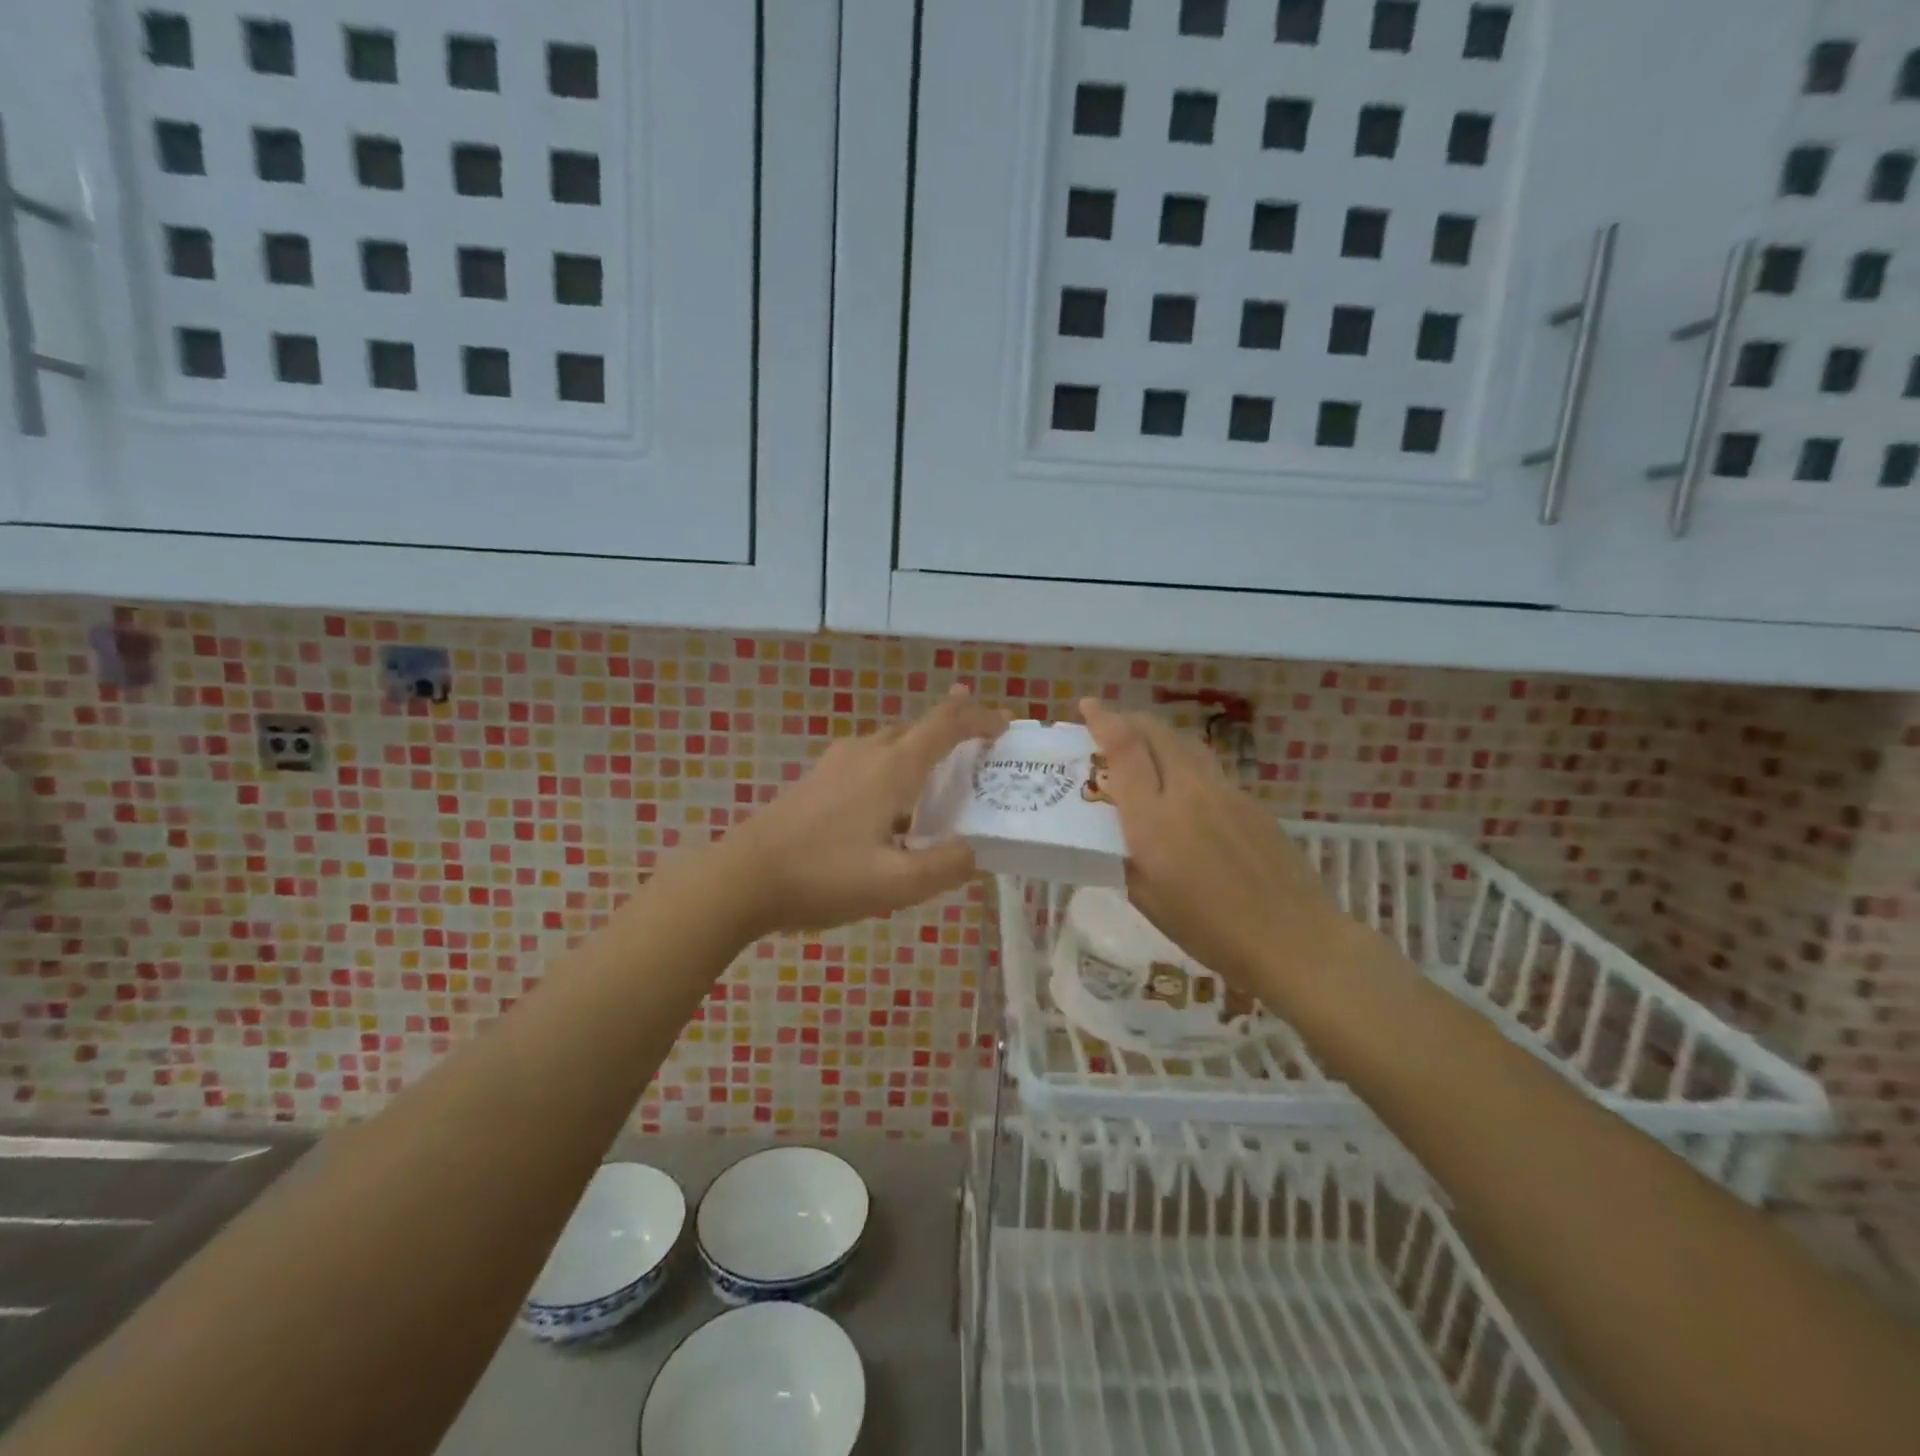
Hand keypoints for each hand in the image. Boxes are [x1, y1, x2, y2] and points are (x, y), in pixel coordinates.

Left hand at [722, 687, 1009, 935]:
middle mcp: (866, 752)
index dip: (979, 717)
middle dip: (955, 731)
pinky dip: (896, 767)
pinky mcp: (817, 780)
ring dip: (923, 750)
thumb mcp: (894, 884)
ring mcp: (837, 763)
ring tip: (943, 781)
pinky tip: (892, 806)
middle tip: (982, 754)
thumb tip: (973, 851)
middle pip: (919, 727)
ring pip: (892, 743)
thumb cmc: (822, 876)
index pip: (945, 724)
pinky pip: (870, 760)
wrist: (742, 877)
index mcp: (891, 768)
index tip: (1006, 725)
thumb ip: (944, 866)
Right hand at [1079, 698, 1353, 1003]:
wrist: (1294, 938)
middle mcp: (1188, 792)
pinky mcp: (1251, 801)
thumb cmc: (1210, 930)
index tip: (1088, 705)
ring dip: (1159, 736)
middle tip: (1110, 724)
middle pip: (1157, 733)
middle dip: (1129, 719)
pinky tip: (1184, 790)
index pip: (1125, 749)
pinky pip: (1209, 768)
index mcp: (1153, 819)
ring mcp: (1225, 792)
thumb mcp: (1148, 900)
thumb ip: (1126, 857)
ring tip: (1144, 748)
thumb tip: (1115, 835)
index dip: (1103, 720)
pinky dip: (1184, 762)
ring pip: (1186, 744)